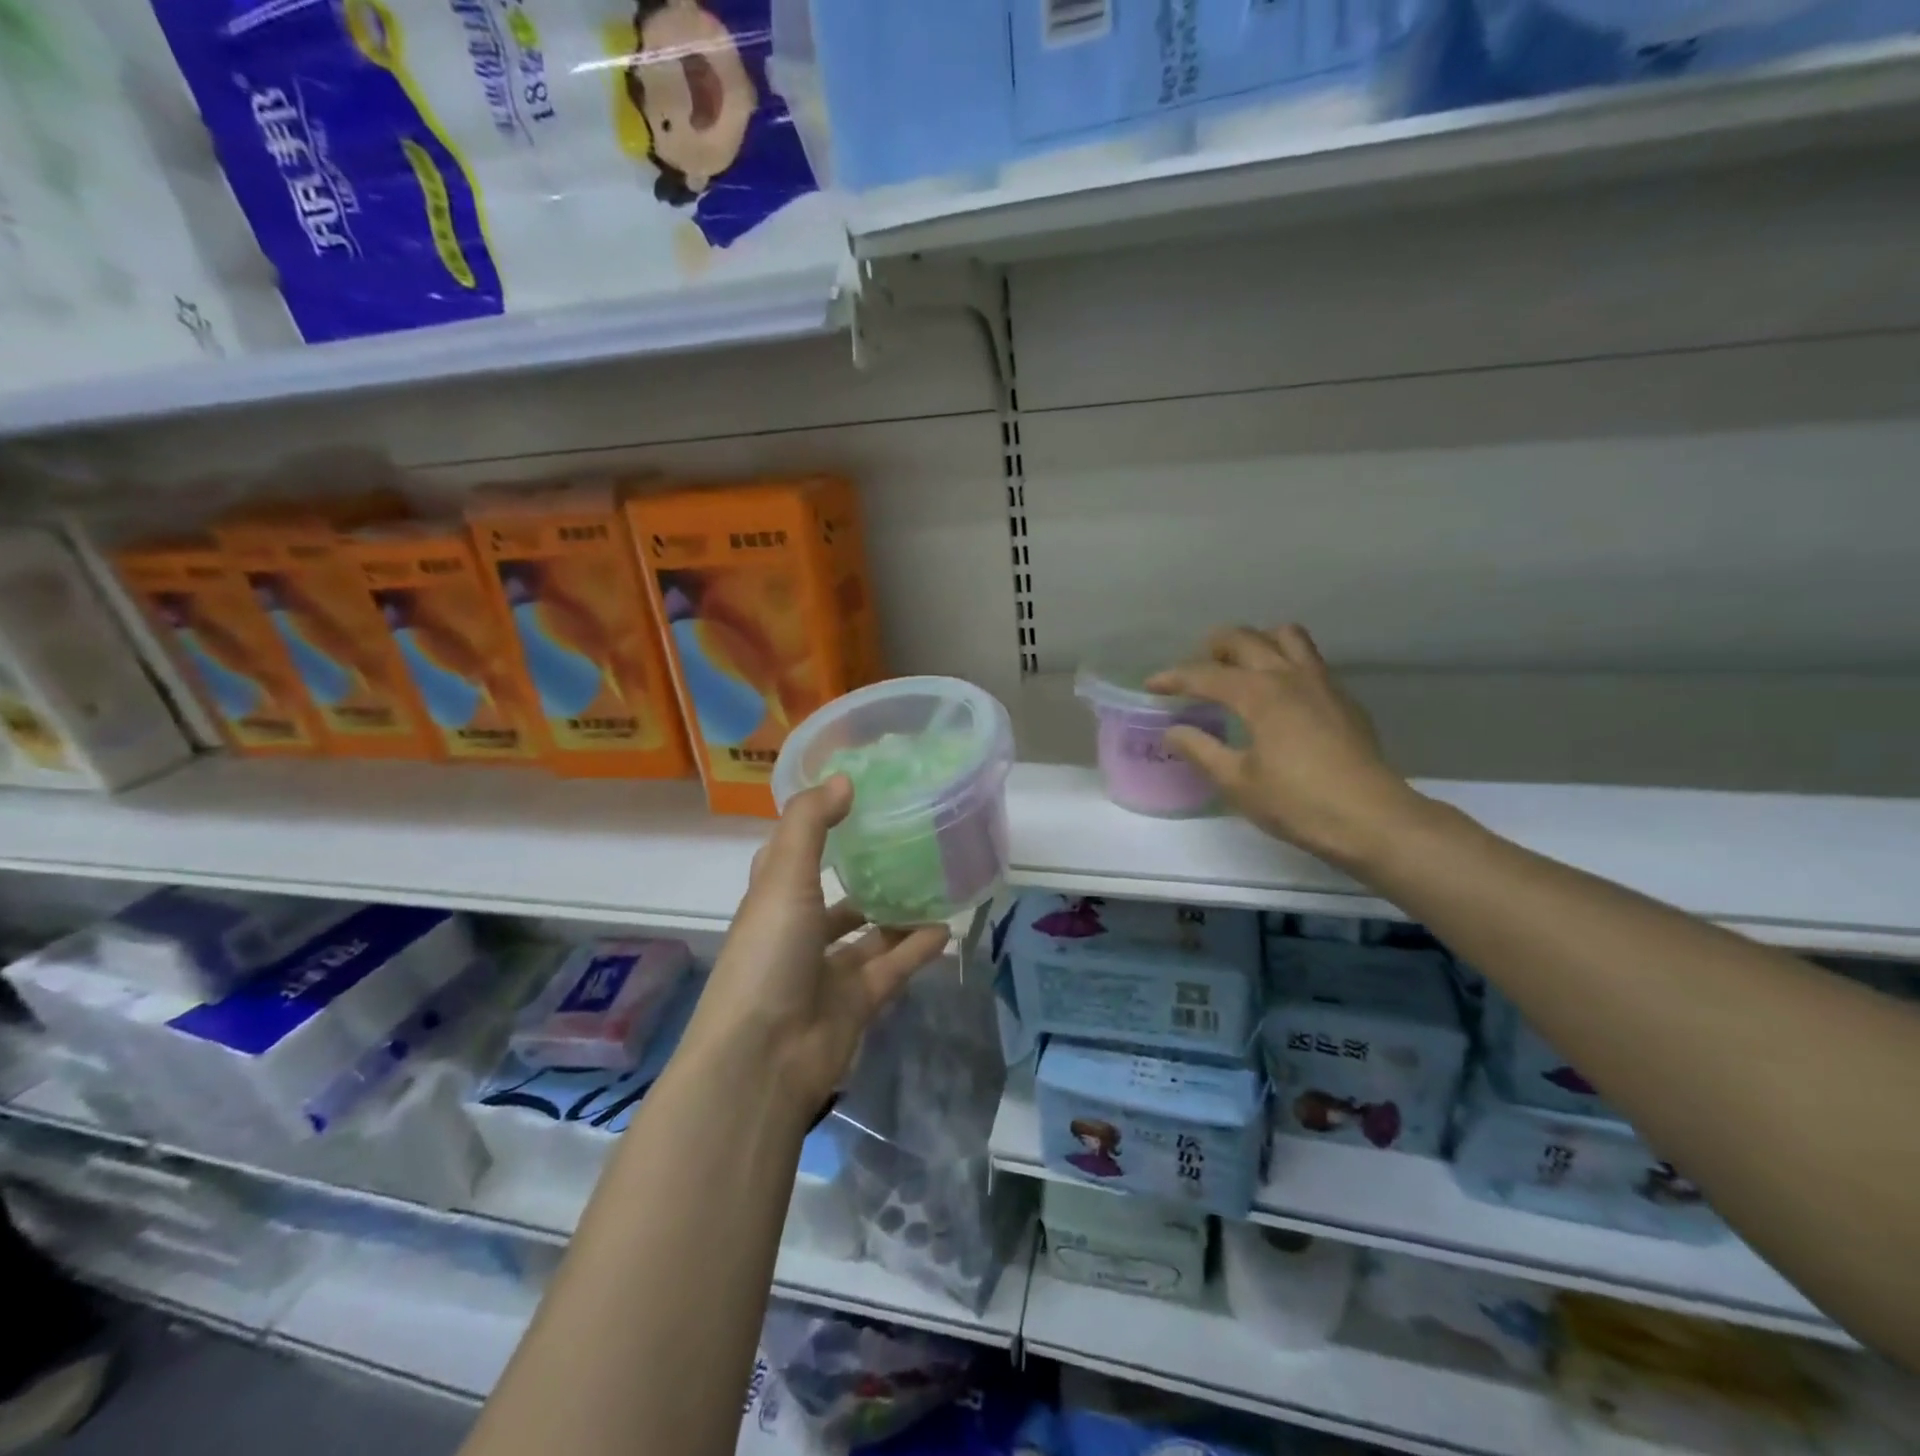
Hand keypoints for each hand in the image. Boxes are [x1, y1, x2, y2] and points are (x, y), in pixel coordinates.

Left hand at [680, 776, 949, 1112]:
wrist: (764, 1059)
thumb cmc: (767, 956)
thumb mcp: (783, 878)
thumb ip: (811, 825)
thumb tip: (844, 778)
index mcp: (773, 900)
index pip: (793, 854)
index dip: (817, 827)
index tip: (855, 799)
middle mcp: (798, 932)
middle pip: (835, 895)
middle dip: (866, 872)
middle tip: (911, 841)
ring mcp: (827, 971)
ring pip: (869, 934)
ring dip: (897, 912)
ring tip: (937, 882)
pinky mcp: (856, 1003)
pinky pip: (893, 967)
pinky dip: (916, 949)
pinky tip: (947, 927)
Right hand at [1148, 625, 1429, 871]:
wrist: (1372, 820)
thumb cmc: (1297, 804)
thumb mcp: (1237, 783)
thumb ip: (1201, 750)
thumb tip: (1174, 730)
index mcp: (1259, 694)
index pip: (1205, 674)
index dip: (1174, 677)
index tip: (1151, 685)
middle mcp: (1289, 676)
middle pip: (1245, 639)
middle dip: (1212, 648)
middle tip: (1194, 671)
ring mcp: (1321, 683)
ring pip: (1285, 636)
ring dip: (1255, 642)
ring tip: (1238, 668)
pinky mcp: (1341, 698)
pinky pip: (1307, 659)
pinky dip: (1283, 661)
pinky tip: (1276, 695)